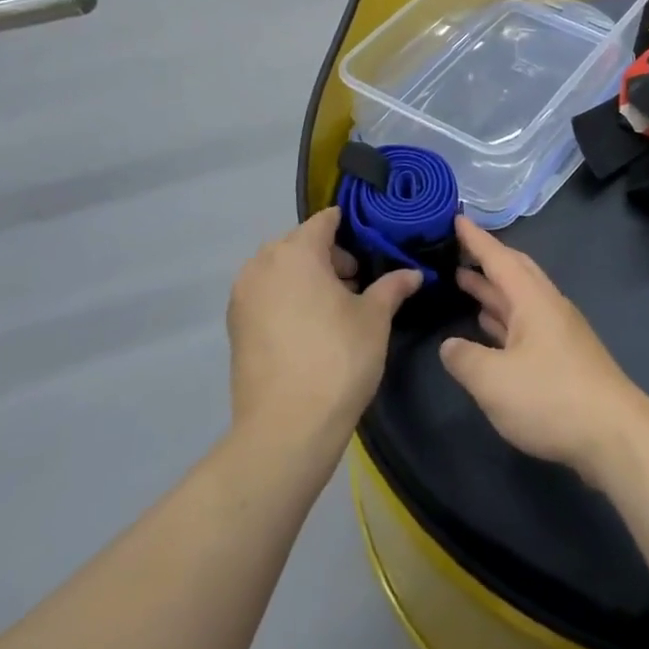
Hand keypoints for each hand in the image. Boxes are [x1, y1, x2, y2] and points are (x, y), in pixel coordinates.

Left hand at [228, 208, 419, 443]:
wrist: (286, 428)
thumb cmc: (337, 358)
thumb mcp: (375, 318)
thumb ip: (392, 287)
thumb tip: (413, 274)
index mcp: (296, 251)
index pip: (326, 220)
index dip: (353, 228)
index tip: (375, 247)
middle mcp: (262, 264)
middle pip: (301, 243)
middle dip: (330, 256)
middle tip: (359, 284)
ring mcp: (243, 296)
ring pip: (281, 270)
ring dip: (308, 278)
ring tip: (336, 309)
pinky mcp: (235, 326)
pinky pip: (267, 295)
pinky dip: (288, 299)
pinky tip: (311, 329)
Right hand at [439, 217, 648, 483]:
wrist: (613, 435)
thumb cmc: (551, 398)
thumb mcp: (493, 381)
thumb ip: (464, 359)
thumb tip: (450, 346)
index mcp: (533, 300)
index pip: (499, 258)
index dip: (476, 239)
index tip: (456, 218)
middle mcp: (548, 306)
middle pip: (516, 272)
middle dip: (486, 259)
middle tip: (457, 250)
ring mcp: (559, 331)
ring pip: (520, 298)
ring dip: (493, 289)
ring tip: (464, 281)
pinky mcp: (564, 356)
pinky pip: (526, 323)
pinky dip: (504, 317)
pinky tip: (490, 327)